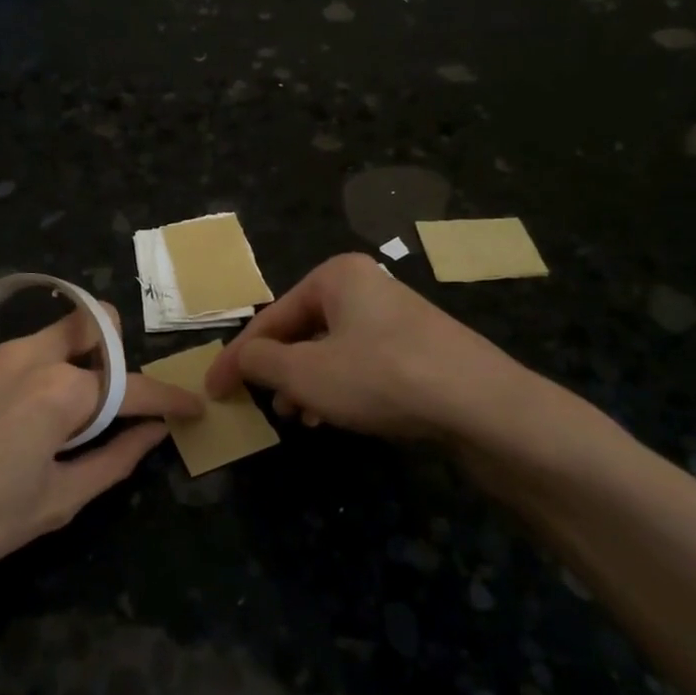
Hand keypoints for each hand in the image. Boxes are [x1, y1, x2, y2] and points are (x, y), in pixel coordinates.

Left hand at [0, 302, 201, 606]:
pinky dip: (11, 376)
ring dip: (59, 365)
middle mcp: (24, 355)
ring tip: (36, 419)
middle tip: (107, 396)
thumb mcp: (54, 503)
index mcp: (59, 393)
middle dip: (112, 350)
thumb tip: (151, 433)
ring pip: (42, 338)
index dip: (168, 398)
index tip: (190, 408)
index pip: (132, 387)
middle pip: (90, 323)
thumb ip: (113, 460)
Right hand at [205, 253, 537, 447]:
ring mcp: (396, 317)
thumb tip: (244, 359)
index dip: (238, 357)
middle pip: (302, 330)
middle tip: (259, 403)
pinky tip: (333, 418)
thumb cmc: (380, 377)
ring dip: (306, 383)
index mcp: (336, 277)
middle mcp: (366, 286)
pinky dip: (340, 386)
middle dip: (277, 369)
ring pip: (332, 349)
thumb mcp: (305, 373)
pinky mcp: (418, 347)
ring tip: (295, 417)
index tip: (215, 389)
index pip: (271, 317)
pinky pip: (362, 363)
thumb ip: (261, 363)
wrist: (481, 404)